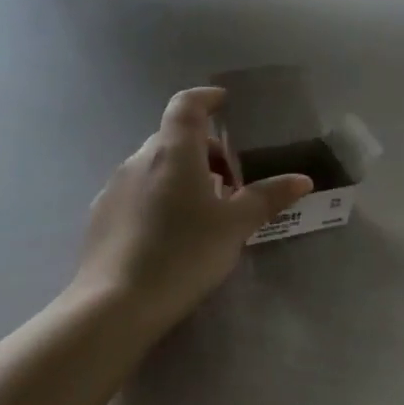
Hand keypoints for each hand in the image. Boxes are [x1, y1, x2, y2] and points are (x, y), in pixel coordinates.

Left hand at [64, 87, 312, 336]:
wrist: (114, 306)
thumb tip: (302, 180)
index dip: (206, 98)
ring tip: (205, 209)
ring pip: (154, 166)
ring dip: (182, 174)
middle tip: (231, 181)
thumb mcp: (235, 227)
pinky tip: (172, 232)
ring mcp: (115, 188)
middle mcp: (139, 160)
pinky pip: (137, 191)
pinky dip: (159, 196)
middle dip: (204, 150)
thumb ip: (267, 198)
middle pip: (174, 138)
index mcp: (173, 152)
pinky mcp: (101, 216)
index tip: (224, 102)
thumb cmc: (183, 253)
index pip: (186, 105)